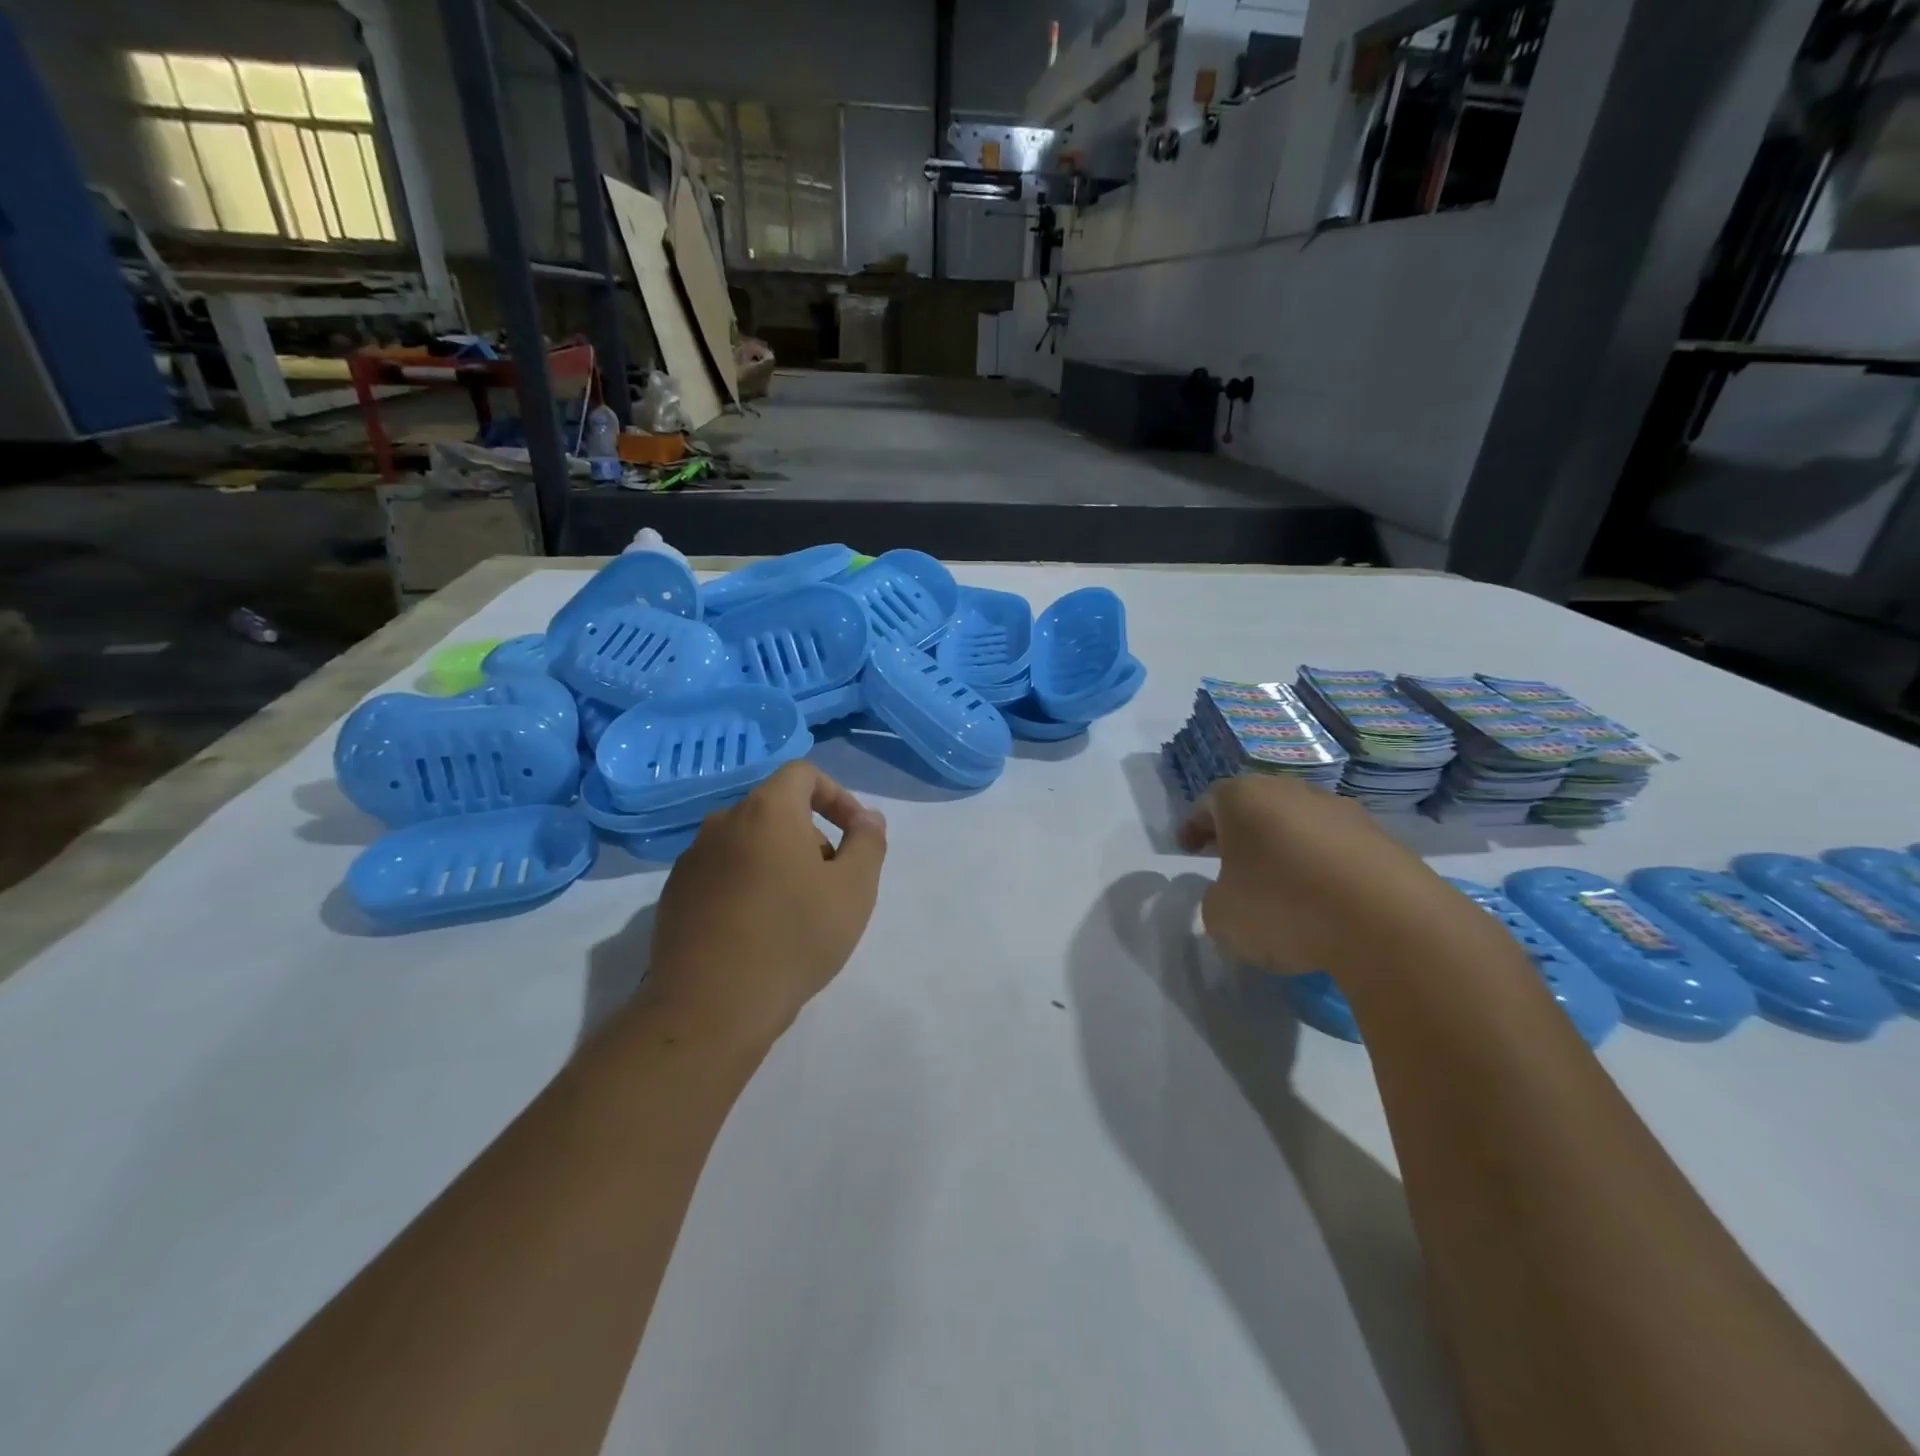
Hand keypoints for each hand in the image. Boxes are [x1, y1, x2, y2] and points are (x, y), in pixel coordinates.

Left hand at [644, 762, 887, 1045]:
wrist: (711, 1007)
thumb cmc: (794, 938)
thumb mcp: (854, 889)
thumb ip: (868, 842)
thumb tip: (867, 817)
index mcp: (766, 811)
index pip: (803, 774)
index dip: (837, 796)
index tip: (855, 836)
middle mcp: (722, 823)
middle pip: (777, 810)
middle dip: (812, 837)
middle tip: (832, 885)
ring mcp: (692, 860)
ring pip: (748, 844)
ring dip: (779, 863)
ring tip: (797, 913)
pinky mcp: (674, 896)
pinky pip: (722, 874)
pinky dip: (747, 886)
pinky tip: (757, 932)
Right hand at [1180, 774, 1467, 979]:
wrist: (1388, 923)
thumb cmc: (1283, 908)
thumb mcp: (1221, 916)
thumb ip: (1215, 898)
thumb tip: (1233, 894)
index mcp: (1243, 798)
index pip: (1206, 804)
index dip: (1193, 828)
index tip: (1188, 850)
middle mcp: (1291, 791)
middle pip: (1255, 807)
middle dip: (1239, 833)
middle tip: (1229, 862)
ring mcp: (1341, 810)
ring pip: (1298, 824)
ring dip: (1284, 849)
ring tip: (1281, 886)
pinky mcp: (1381, 838)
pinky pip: (1336, 848)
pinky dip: (1322, 867)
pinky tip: (1324, 902)